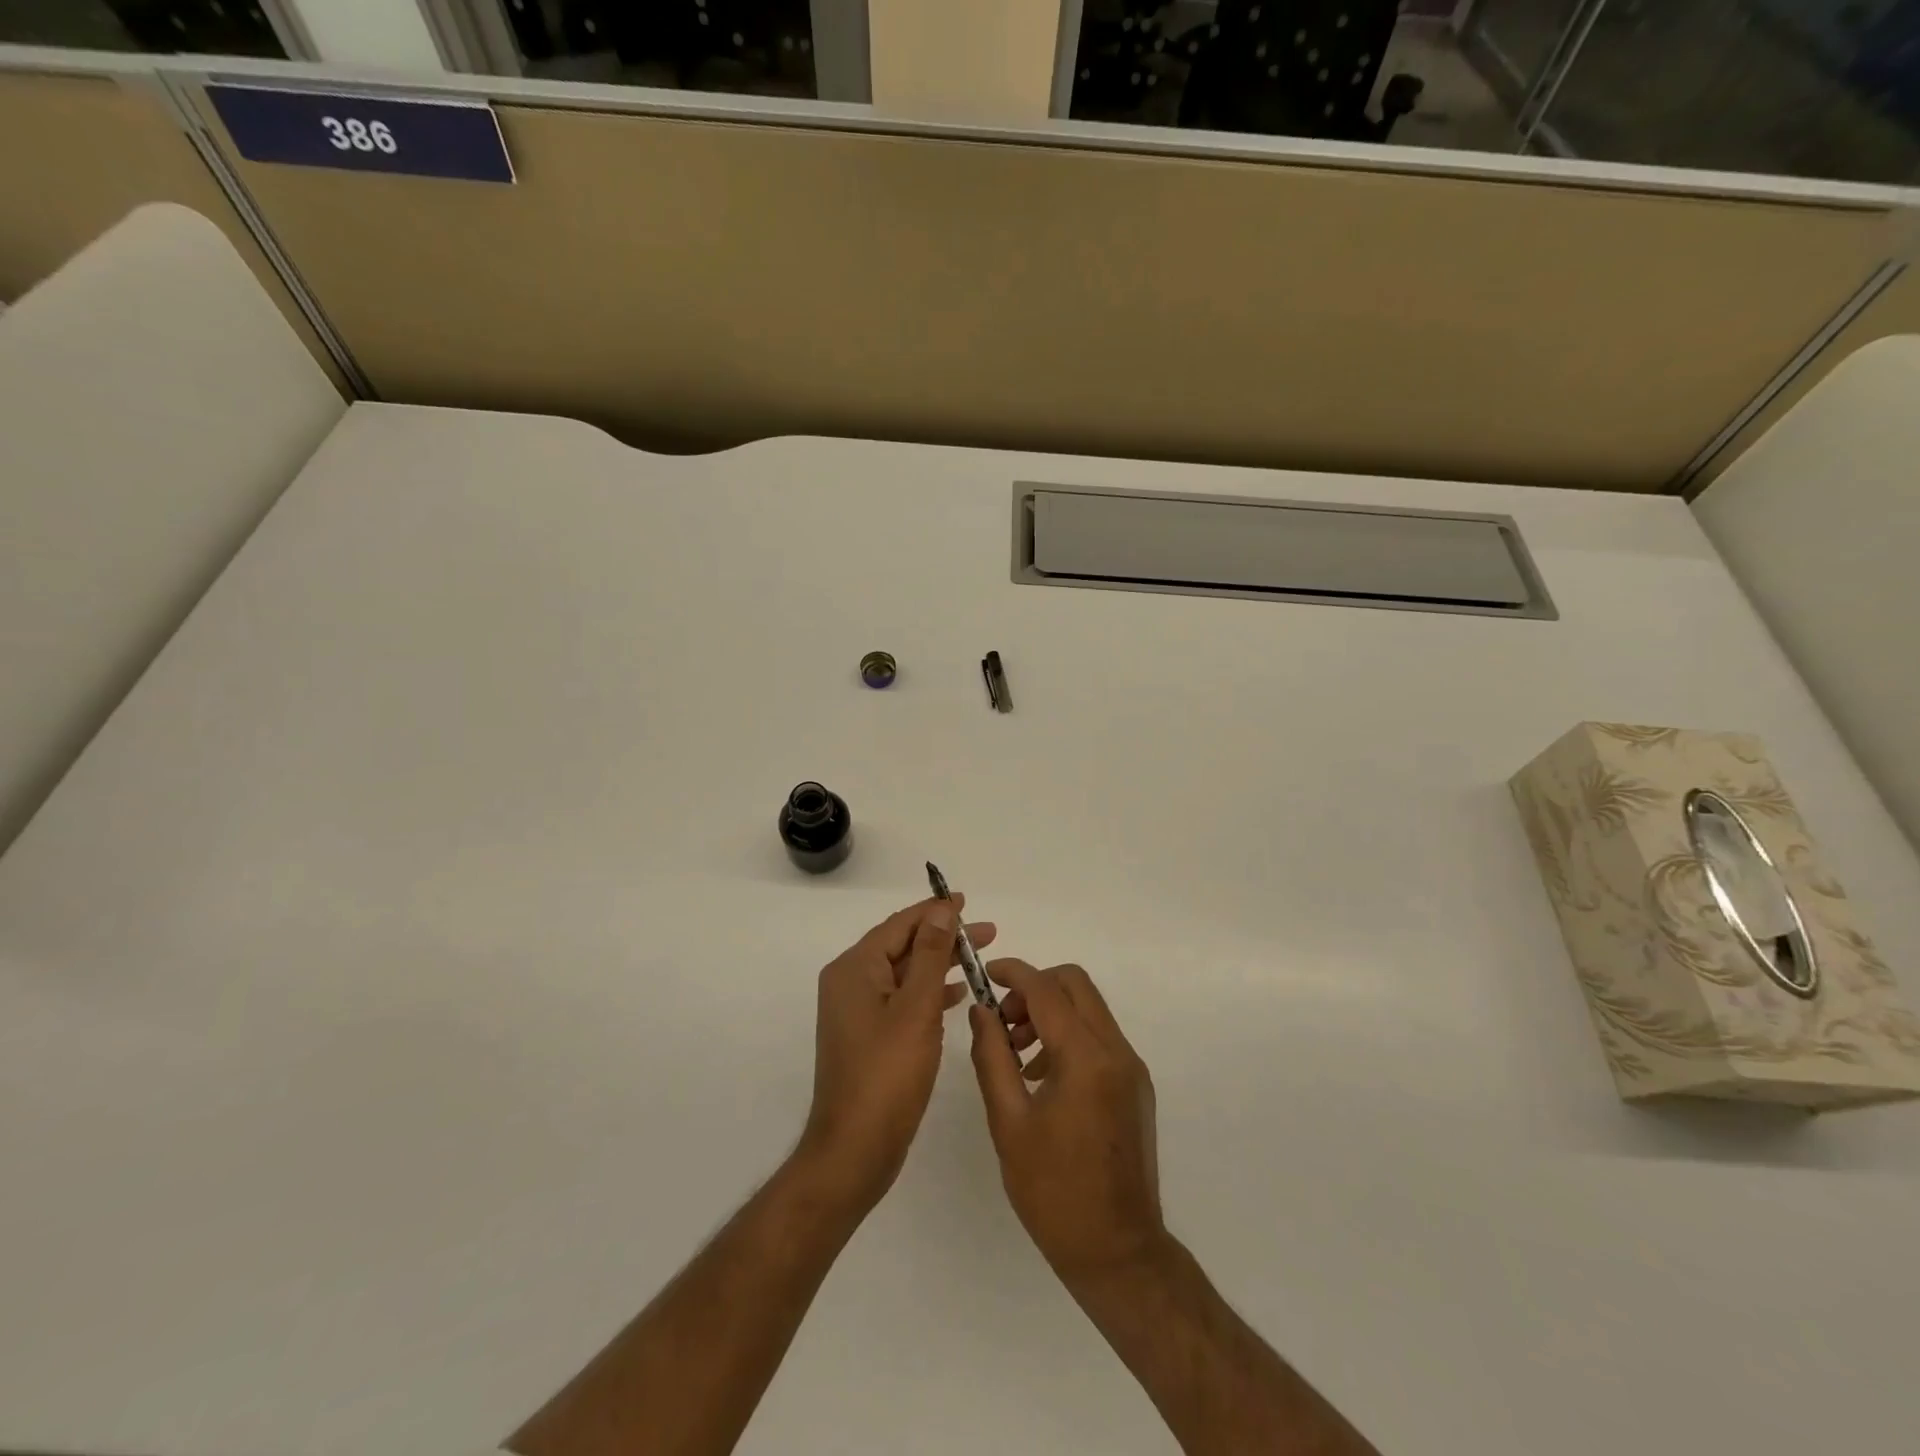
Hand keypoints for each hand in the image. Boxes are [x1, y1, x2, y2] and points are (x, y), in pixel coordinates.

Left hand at [798, 896, 996, 1215]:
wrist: (854, 1150)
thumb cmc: (887, 1074)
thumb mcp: (916, 1008)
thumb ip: (930, 955)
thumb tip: (941, 909)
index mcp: (854, 969)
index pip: (900, 925)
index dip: (935, 911)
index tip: (967, 901)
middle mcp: (850, 983)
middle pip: (903, 946)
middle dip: (944, 937)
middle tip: (988, 933)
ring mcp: (857, 1012)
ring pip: (905, 974)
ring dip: (940, 964)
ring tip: (979, 957)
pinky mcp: (868, 1036)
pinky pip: (902, 1000)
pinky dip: (929, 993)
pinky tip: (957, 994)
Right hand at [968, 960, 1165, 1283]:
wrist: (1117, 1252)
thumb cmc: (1053, 1192)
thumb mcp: (1008, 1123)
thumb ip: (992, 1057)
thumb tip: (981, 1011)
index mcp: (1086, 1058)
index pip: (1047, 990)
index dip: (1013, 973)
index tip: (985, 974)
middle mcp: (1117, 1051)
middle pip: (1076, 985)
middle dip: (1035, 989)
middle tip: (1003, 1021)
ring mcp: (1132, 1068)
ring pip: (1090, 1009)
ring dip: (1052, 1012)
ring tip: (1017, 1054)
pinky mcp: (1136, 1085)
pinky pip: (1100, 1037)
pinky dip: (1070, 1035)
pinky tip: (1043, 1076)